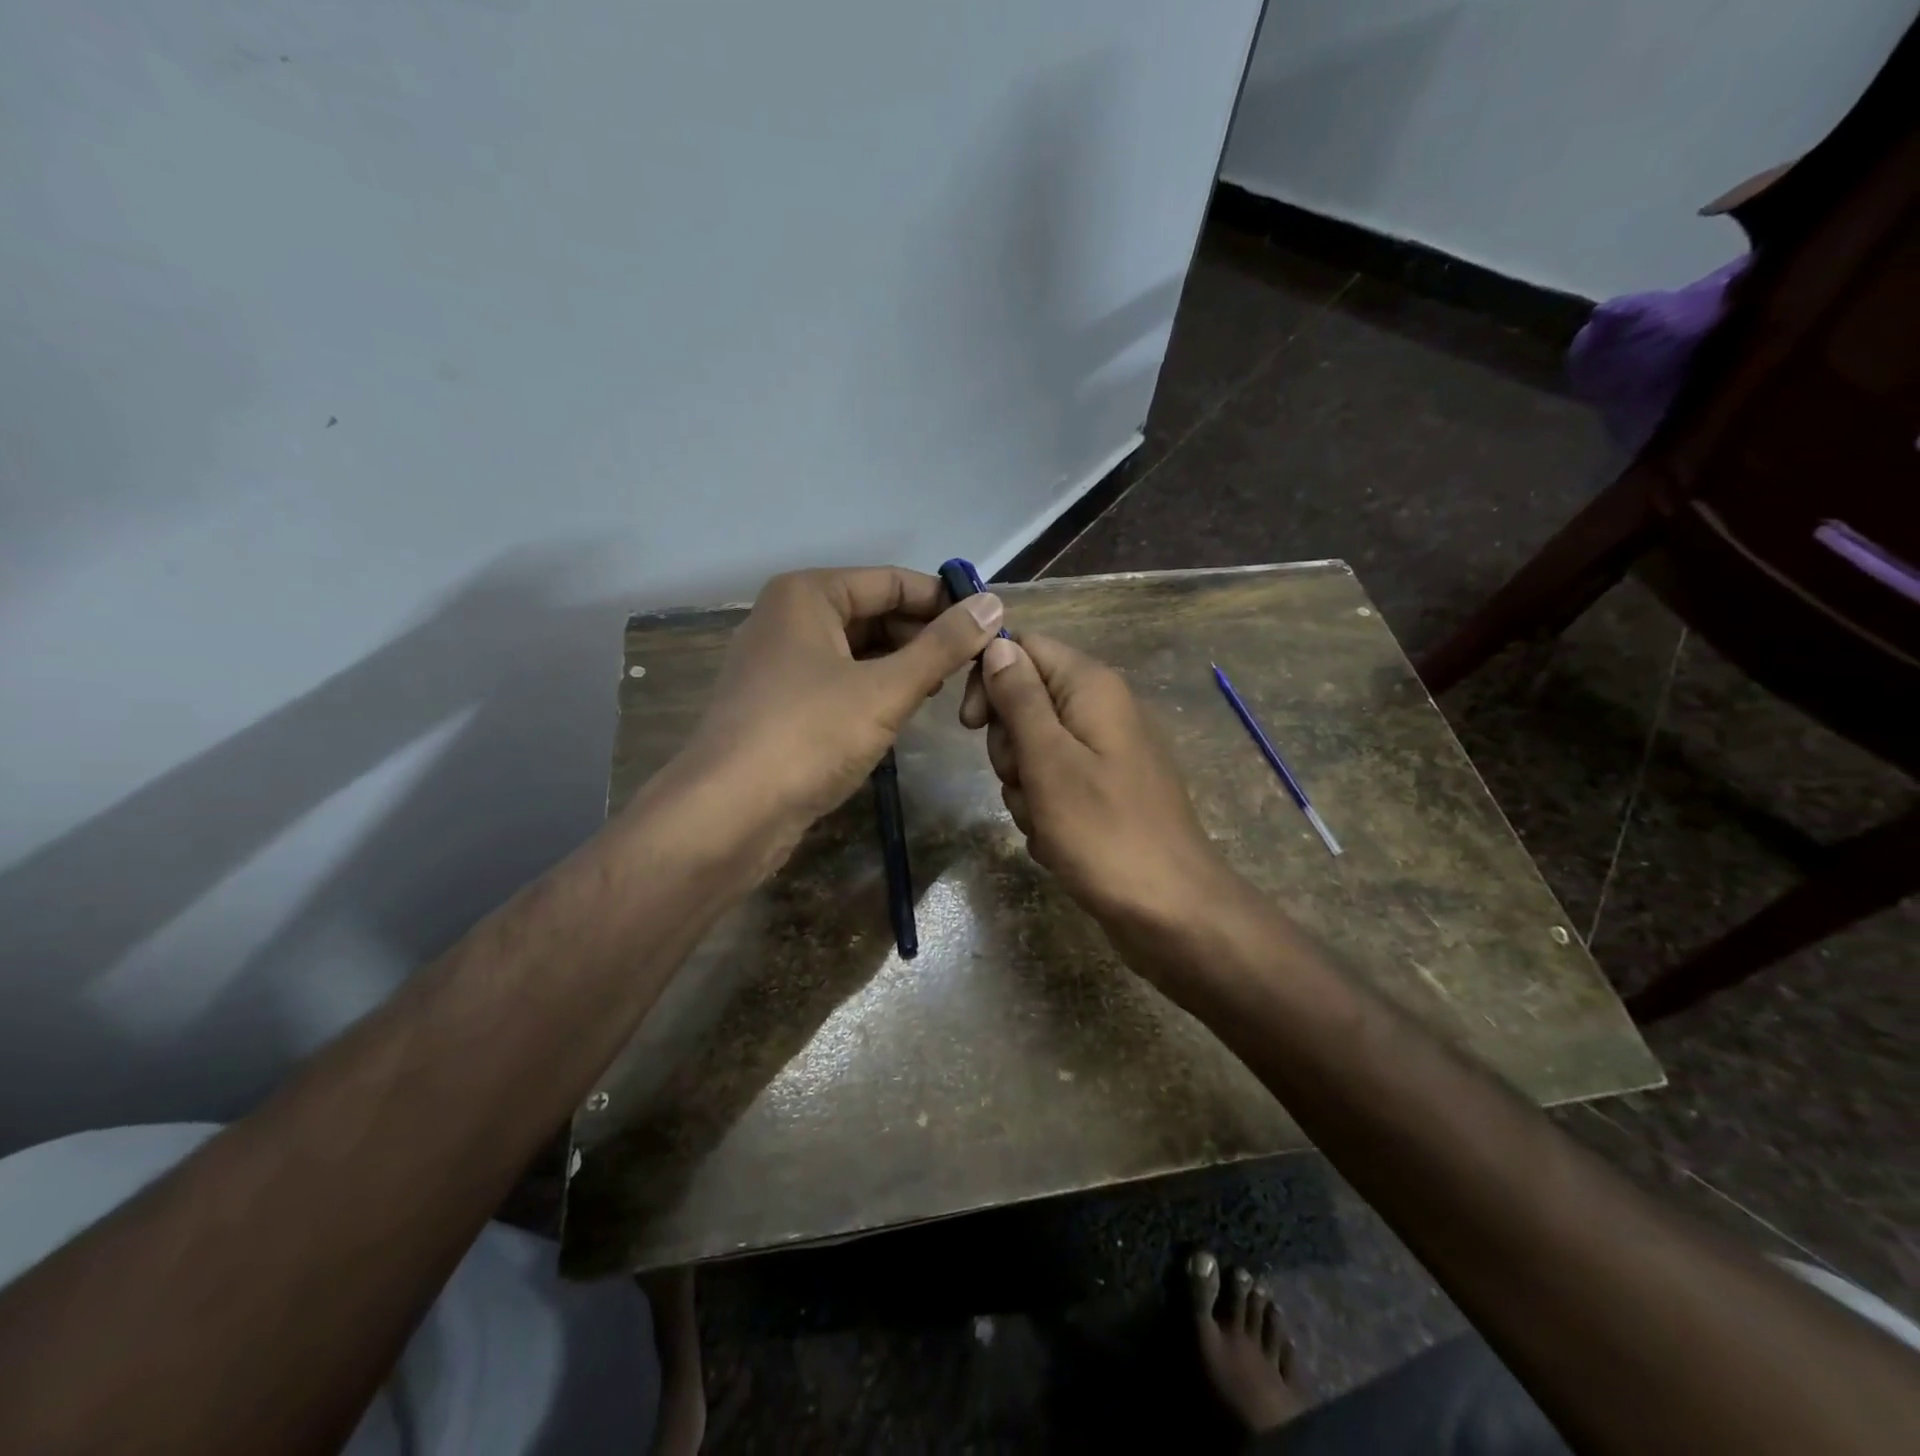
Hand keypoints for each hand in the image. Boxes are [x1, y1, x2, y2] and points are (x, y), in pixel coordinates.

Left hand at [688, 566, 1004, 832]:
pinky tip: (900, 713)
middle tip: (970, 669)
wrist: (727, 814)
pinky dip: (872, 690)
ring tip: (942, 692)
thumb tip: (992, 605)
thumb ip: (943, 646)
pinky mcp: (778, 703)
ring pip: (856, 650)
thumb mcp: (886, 689)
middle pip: (873, 612)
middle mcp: (788, 617)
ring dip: (900, 666)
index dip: (943, 602)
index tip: (989, 629)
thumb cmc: (809, 736)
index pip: (892, 581)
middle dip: (922, 637)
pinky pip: (838, 680)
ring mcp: (779, 662)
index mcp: (808, 594)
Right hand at [958, 632, 1230, 934]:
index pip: (1023, 648)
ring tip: (1046, 822)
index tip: (972, 726)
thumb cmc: (1104, 832)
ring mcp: (1104, 754)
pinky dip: (1044, 812)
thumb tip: (997, 644)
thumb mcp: (1049, 760)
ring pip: (1032, 751)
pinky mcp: (1103, 792)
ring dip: (1024, 788)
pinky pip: (1053, 786)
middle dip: (1010, 749)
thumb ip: (1020, 699)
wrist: (1170, 910)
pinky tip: (1058, 841)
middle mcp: (1100, 710)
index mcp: (1092, 687)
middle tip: (1027, 782)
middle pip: (1024, 703)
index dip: (989, 679)